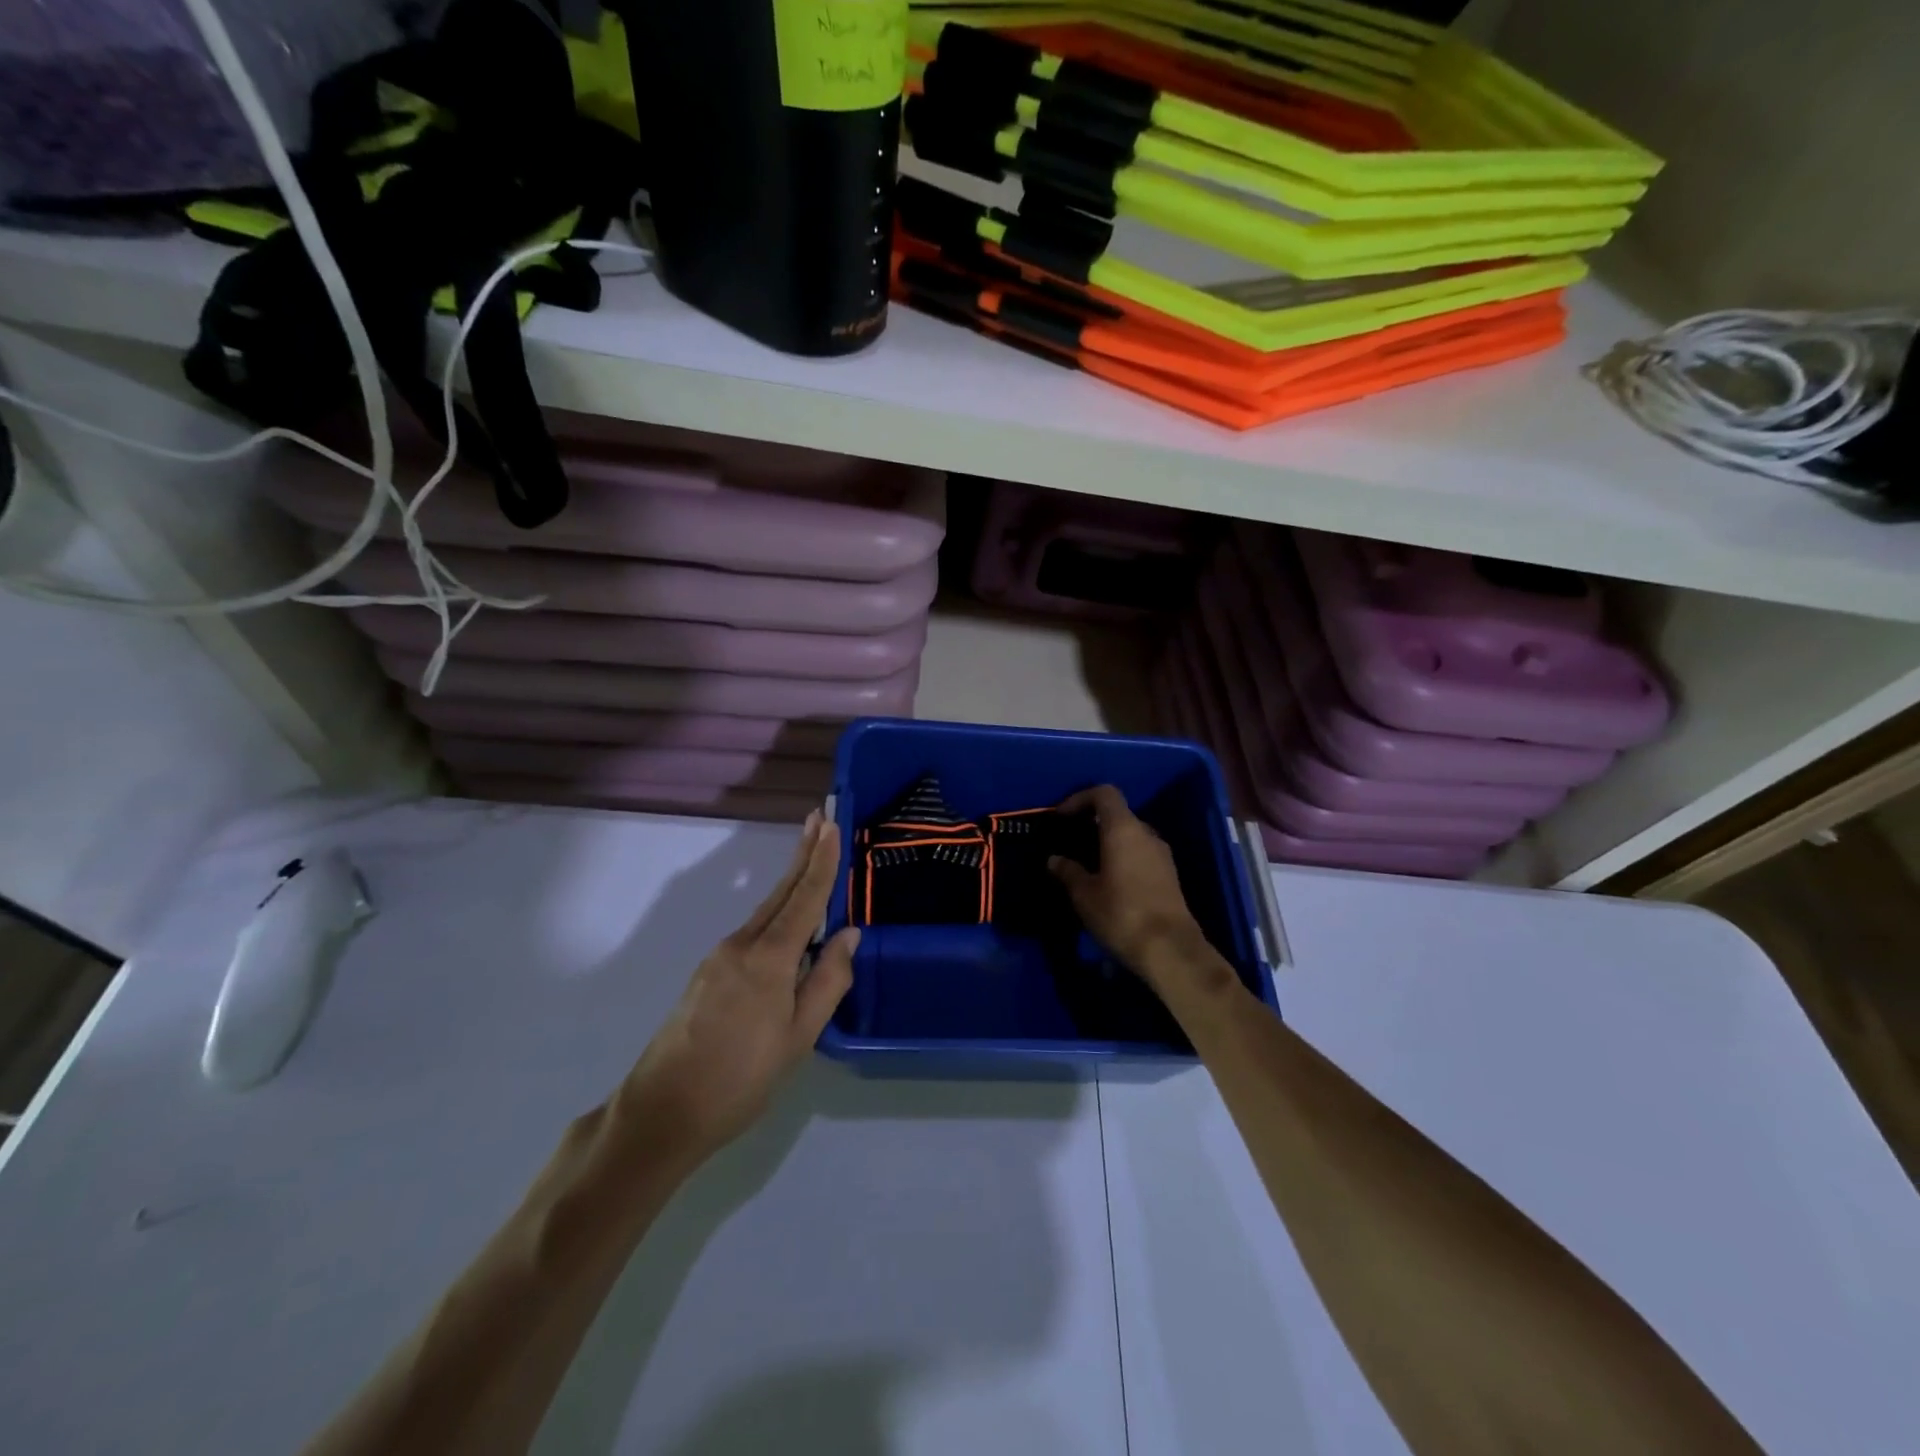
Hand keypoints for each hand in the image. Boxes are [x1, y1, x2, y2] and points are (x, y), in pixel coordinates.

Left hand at [616, 811, 857, 1167]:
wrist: (663, 1110)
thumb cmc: (741, 1078)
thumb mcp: (799, 1037)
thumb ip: (827, 981)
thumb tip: (848, 934)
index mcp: (769, 958)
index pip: (805, 898)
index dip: (822, 861)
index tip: (832, 824)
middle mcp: (742, 945)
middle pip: (781, 892)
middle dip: (803, 854)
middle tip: (820, 817)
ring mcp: (720, 957)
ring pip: (766, 911)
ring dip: (791, 882)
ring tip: (811, 856)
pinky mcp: (709, 973)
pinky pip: (753, 932)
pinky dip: (777, 913)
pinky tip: (788, 922)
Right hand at [1049, 785, 1233, 1013]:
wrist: (1170, 950)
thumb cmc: (1121, 913)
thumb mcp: (1084, 894)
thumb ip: (1068, 871)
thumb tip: (1055, 859)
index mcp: (1123, 829)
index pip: (1104, 794)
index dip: (1080, 798)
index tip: (1061, 816)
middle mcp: (1146, 834)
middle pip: (1118, 814)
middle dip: (1092, 823)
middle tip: (1070, 841)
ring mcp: (1161, 855)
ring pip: (1130, 836)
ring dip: (1108, 842)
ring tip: (1086, 863)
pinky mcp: (1169, 875)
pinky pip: (1140, 854)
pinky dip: (1122, 857)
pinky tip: (1108, 881)